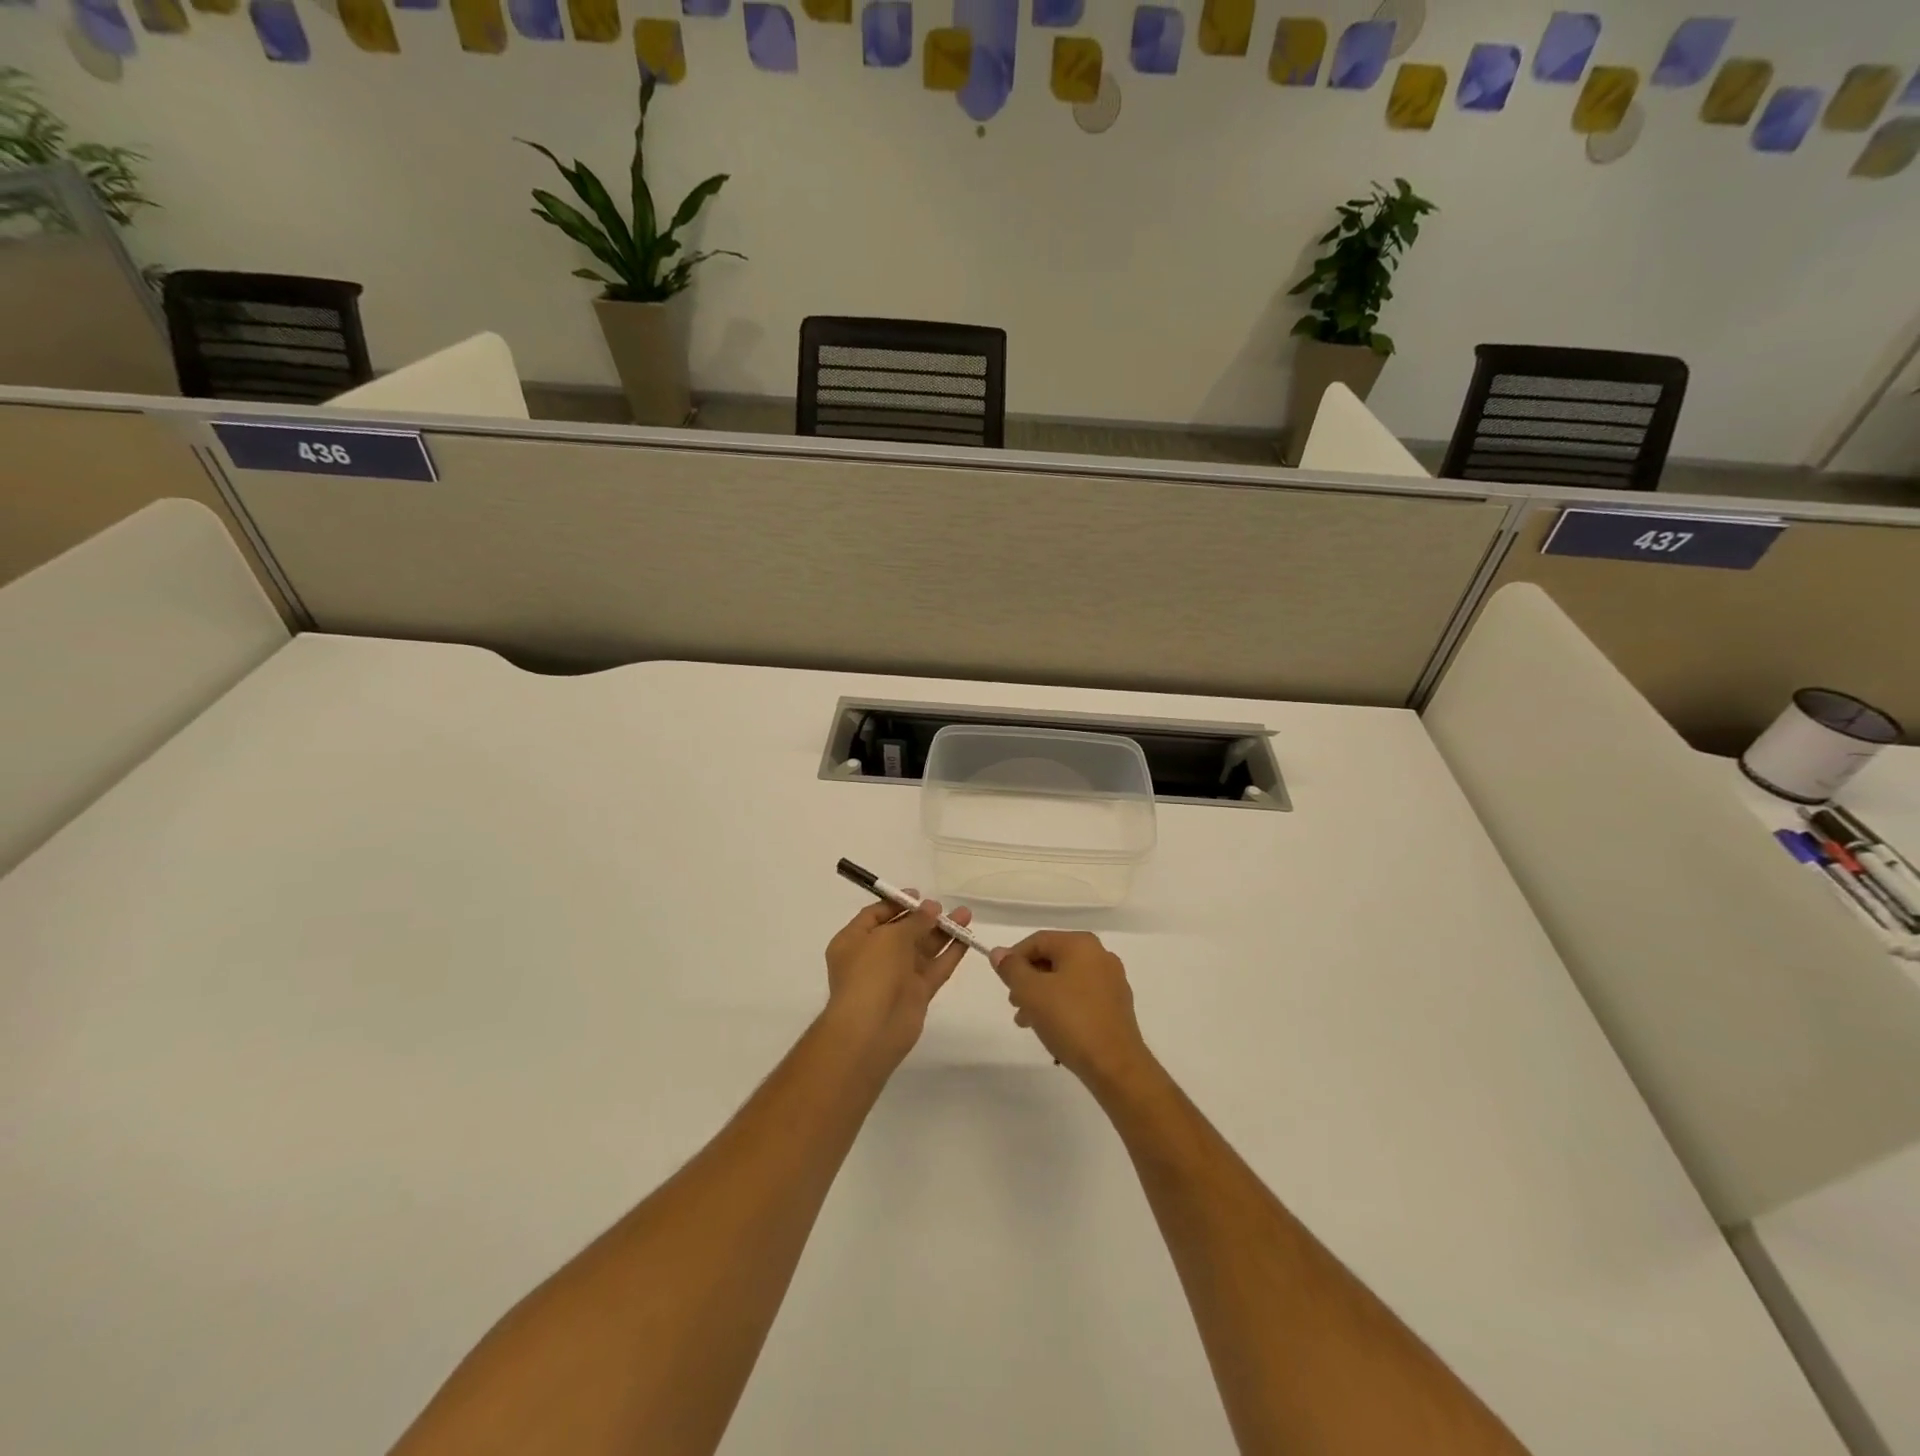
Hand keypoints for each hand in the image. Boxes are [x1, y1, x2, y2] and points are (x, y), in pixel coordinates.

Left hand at [824, 897, 971, 1071]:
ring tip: (966, 915)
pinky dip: (950, 954)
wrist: (872, 1028)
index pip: (875, 915)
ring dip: (942, 932)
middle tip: (945, 908)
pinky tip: (967, 939)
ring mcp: (896, 976)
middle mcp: (873, 957)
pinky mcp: (916, 994)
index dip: (896, 903)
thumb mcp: (890, 937)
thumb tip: (931, 908)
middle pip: (902, 931)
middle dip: (924, 918)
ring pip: (922, 949)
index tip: (919, 895)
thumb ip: (914, 921)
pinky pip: (935, 968)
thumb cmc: (871, 973)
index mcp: (854, 940)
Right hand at [990, 931, 1152, 1092]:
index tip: (1002, 983)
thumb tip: (998, 952)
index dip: (1014, 958)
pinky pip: (1081, 997)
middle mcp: (1100, 955)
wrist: (1115, 1066)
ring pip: (1066, 980)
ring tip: (1028, 1022)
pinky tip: (1052, 1030)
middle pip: (1052, 959)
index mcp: (1081, 945)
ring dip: (1042, 997)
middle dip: (1028, 981)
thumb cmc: (1070, 1020)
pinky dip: (1062, 1007)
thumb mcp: (1031, 992)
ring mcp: (1112, 981)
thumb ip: (1011, 969)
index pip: (1038, 941)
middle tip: (1014, 1004)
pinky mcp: (1117, 1006)